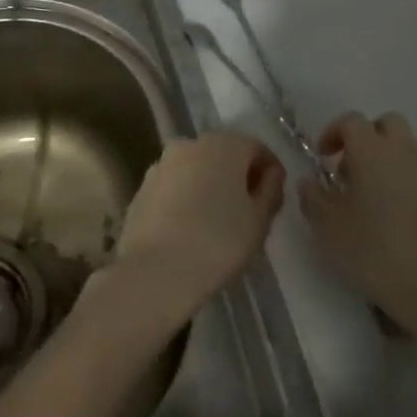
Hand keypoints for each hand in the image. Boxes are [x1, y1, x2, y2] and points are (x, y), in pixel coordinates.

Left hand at [106, 131, 284, 325]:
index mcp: (224, 145)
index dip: (270, 171)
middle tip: (248, 211)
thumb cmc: (218, 243)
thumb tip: (271, 174)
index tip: (274, 198)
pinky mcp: (143, 186)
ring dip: (210, 185)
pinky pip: (174, 186)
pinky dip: (185, 198)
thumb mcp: (259, 221)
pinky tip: (189, 228)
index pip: (256, 148)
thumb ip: (271, 190)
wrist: (155, 272)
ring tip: (217, 221)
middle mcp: (191, 144)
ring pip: (196, 168)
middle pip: (224, 154)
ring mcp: (162, 163)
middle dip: (238, 176)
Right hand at [301, 112, 416, 338]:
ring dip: (391, 160)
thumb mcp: (328, 227)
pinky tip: (402, 215)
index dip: (334, 133)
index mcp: (371, 149)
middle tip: (352, 169)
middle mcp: (405, 150)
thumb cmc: (373, 250)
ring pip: (409, 149)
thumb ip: (312, 198)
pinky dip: (412, 182)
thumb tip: (309, 182)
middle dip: (368, 137)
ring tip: (376, 196)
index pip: (351, 121)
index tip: (323, 157)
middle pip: (387, 124)